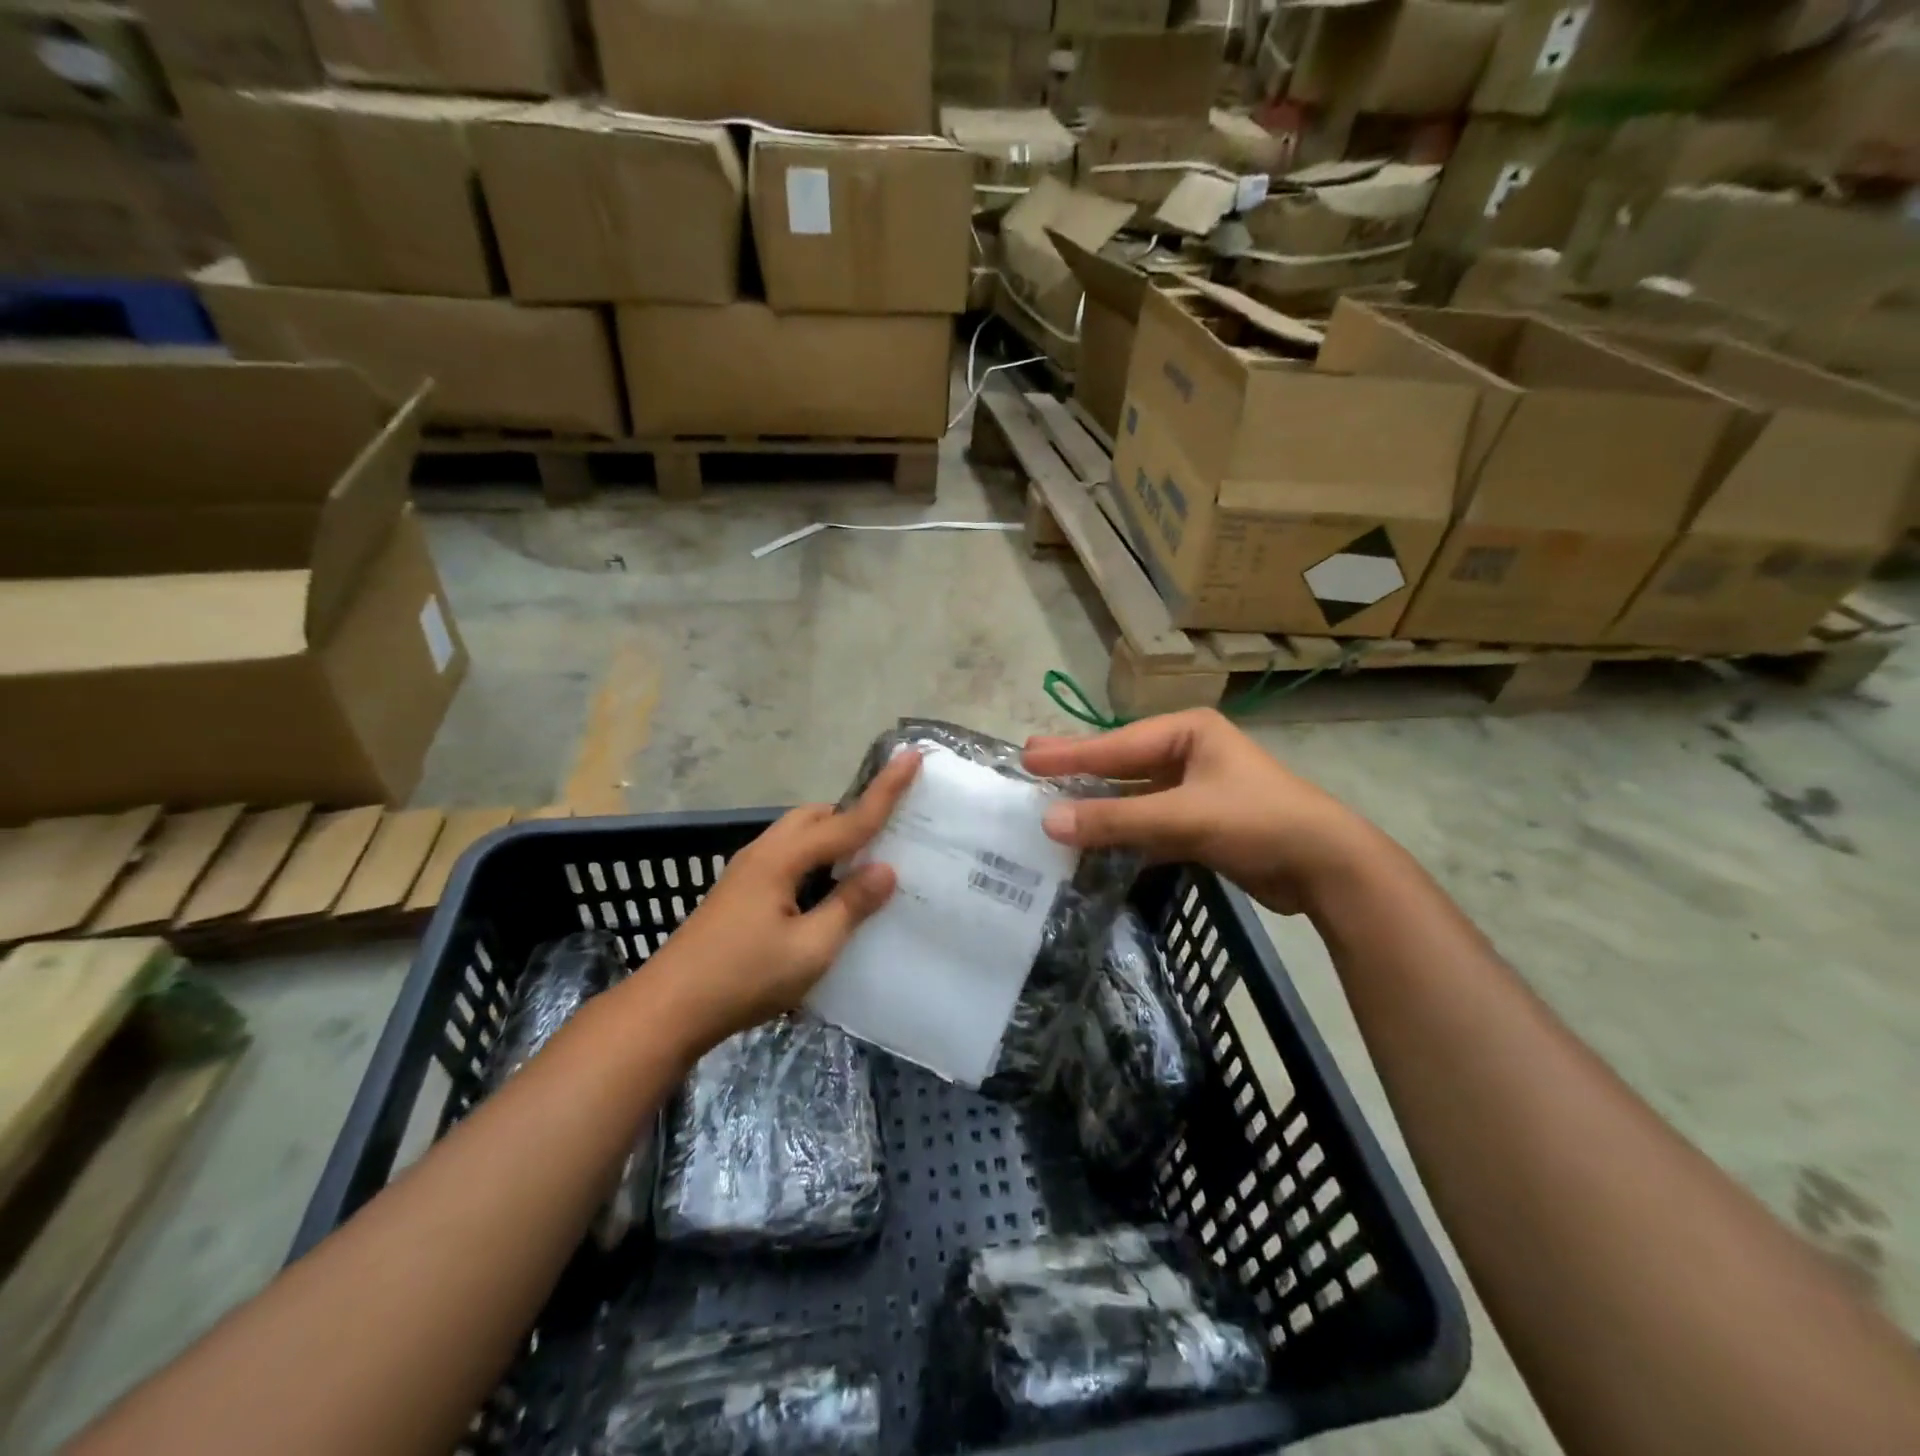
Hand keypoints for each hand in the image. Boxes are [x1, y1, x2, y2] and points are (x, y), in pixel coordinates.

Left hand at [642, 751, 919, 1056]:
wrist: (667, 1010)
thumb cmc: (743, 978)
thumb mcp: (810, 949)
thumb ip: (850, 906)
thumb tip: (886, 869)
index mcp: (782, 859)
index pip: (846, 820)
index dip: (884, 791)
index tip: (911, 756)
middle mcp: (763, 853)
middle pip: (816, 816)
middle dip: (854, 813)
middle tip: (891, 829)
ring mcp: (746, 872)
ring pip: (798, 836)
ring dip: (832, 837)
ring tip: (864, 862)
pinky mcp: (739, 892)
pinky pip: (787, 857)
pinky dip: (815, 859)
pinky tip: (825, 892)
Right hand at [1023, 709, 1371, 915]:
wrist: (1327, 867)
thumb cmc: (1257, 821)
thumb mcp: (1182, 816)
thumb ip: (1116, 820)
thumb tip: (1048, 823)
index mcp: (1189, 732)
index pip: (1117, 743)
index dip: (1071, 753)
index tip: (1027, 756)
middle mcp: (1190, 753)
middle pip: (1122, 763)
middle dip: (1079, 769)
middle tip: (1032, 765)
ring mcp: (1196, 789)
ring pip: (1135, 796)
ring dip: (1099, 806)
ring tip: (1054, 806)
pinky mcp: (1201, 824)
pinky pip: (1150, 823)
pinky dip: (1123, 833)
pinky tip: (1093, 842)